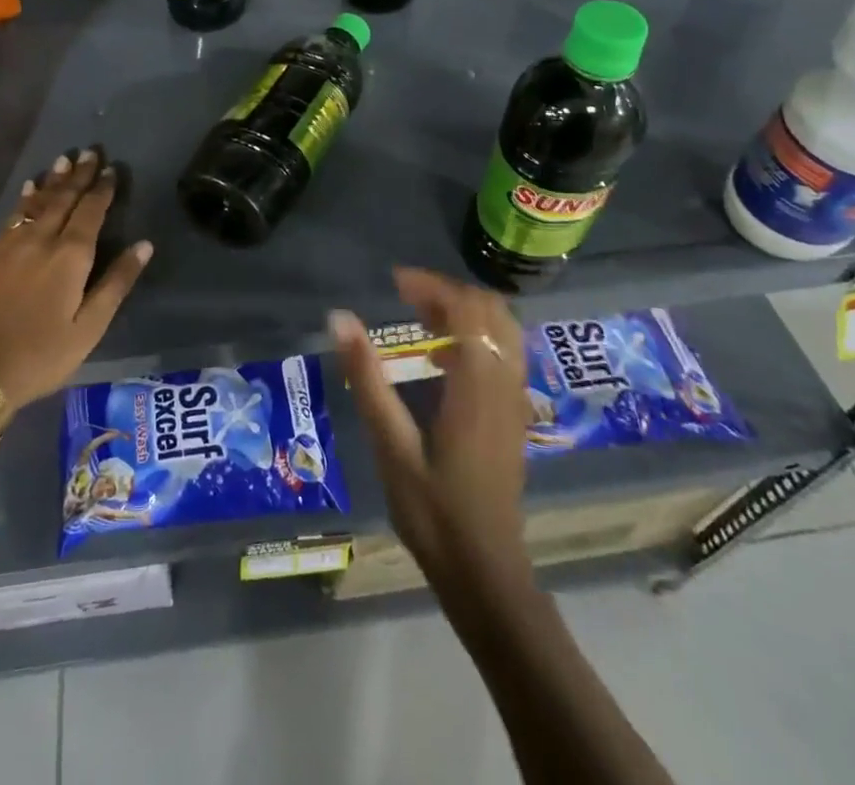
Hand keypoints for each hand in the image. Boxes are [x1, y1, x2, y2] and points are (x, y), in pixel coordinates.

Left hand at [0, 149, 152, 407]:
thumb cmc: (41, 354)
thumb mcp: (89, 327)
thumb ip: (116, 282)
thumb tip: (144, 244)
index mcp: (70, 256)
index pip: (91, 211)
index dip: (102, 189)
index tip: (111, 169)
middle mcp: (40, 240)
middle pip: (63, 199)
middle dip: (78, 175)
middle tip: (89, 151)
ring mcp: (10, 246)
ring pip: (36, 203)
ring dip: (52, 181)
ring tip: (62, 161)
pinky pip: (13, 217)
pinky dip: (25, 200)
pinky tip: (28, 192)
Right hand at [332, 268, 532, 587]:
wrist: (486, 573)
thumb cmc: (434, 512)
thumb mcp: (391, 446)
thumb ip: (368, 378)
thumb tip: (339, 319)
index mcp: (477, 385)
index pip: (467, 309)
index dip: (432, 286)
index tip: (394, 282)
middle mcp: (505, 383)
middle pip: (491, 310)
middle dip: (449, 293)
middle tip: (406, 297)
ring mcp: (515, 399)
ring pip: (504, 329)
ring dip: (466, 312)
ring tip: (422, 318)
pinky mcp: (514, 415)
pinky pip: (505, 352)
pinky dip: (477, 336)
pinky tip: (442, 358)